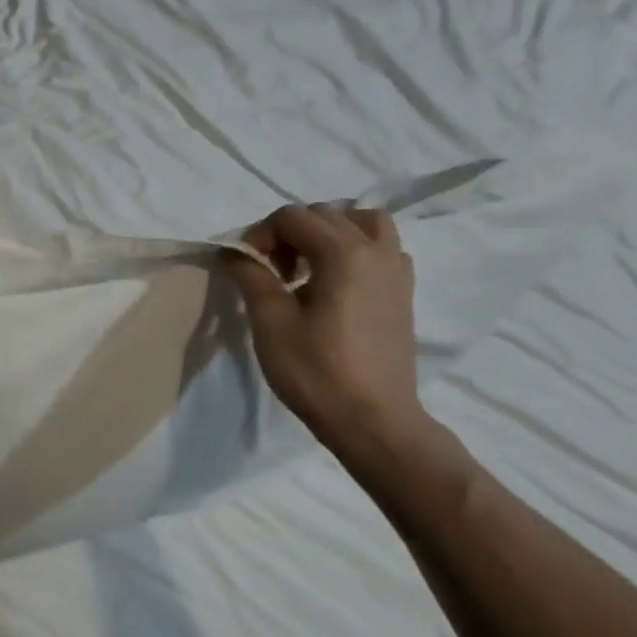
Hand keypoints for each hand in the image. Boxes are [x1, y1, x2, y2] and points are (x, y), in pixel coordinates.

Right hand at [222, 203, 429, 459]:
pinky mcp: (404, 292)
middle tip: (271, 272)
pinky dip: (356, 250)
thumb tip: (233, 251)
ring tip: (307, 267)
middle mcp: (376, 251)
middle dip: (290, 233)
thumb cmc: (317, 372)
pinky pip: (382, 248)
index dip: (261, 234)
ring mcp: (396, 271)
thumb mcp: (271, 322)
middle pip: (325, 214)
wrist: (374, 421)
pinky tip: (336, 284)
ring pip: (363, 223)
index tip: (248, 268)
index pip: (293, 216)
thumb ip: (251, 276)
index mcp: (343, 254)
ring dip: (329, 234)